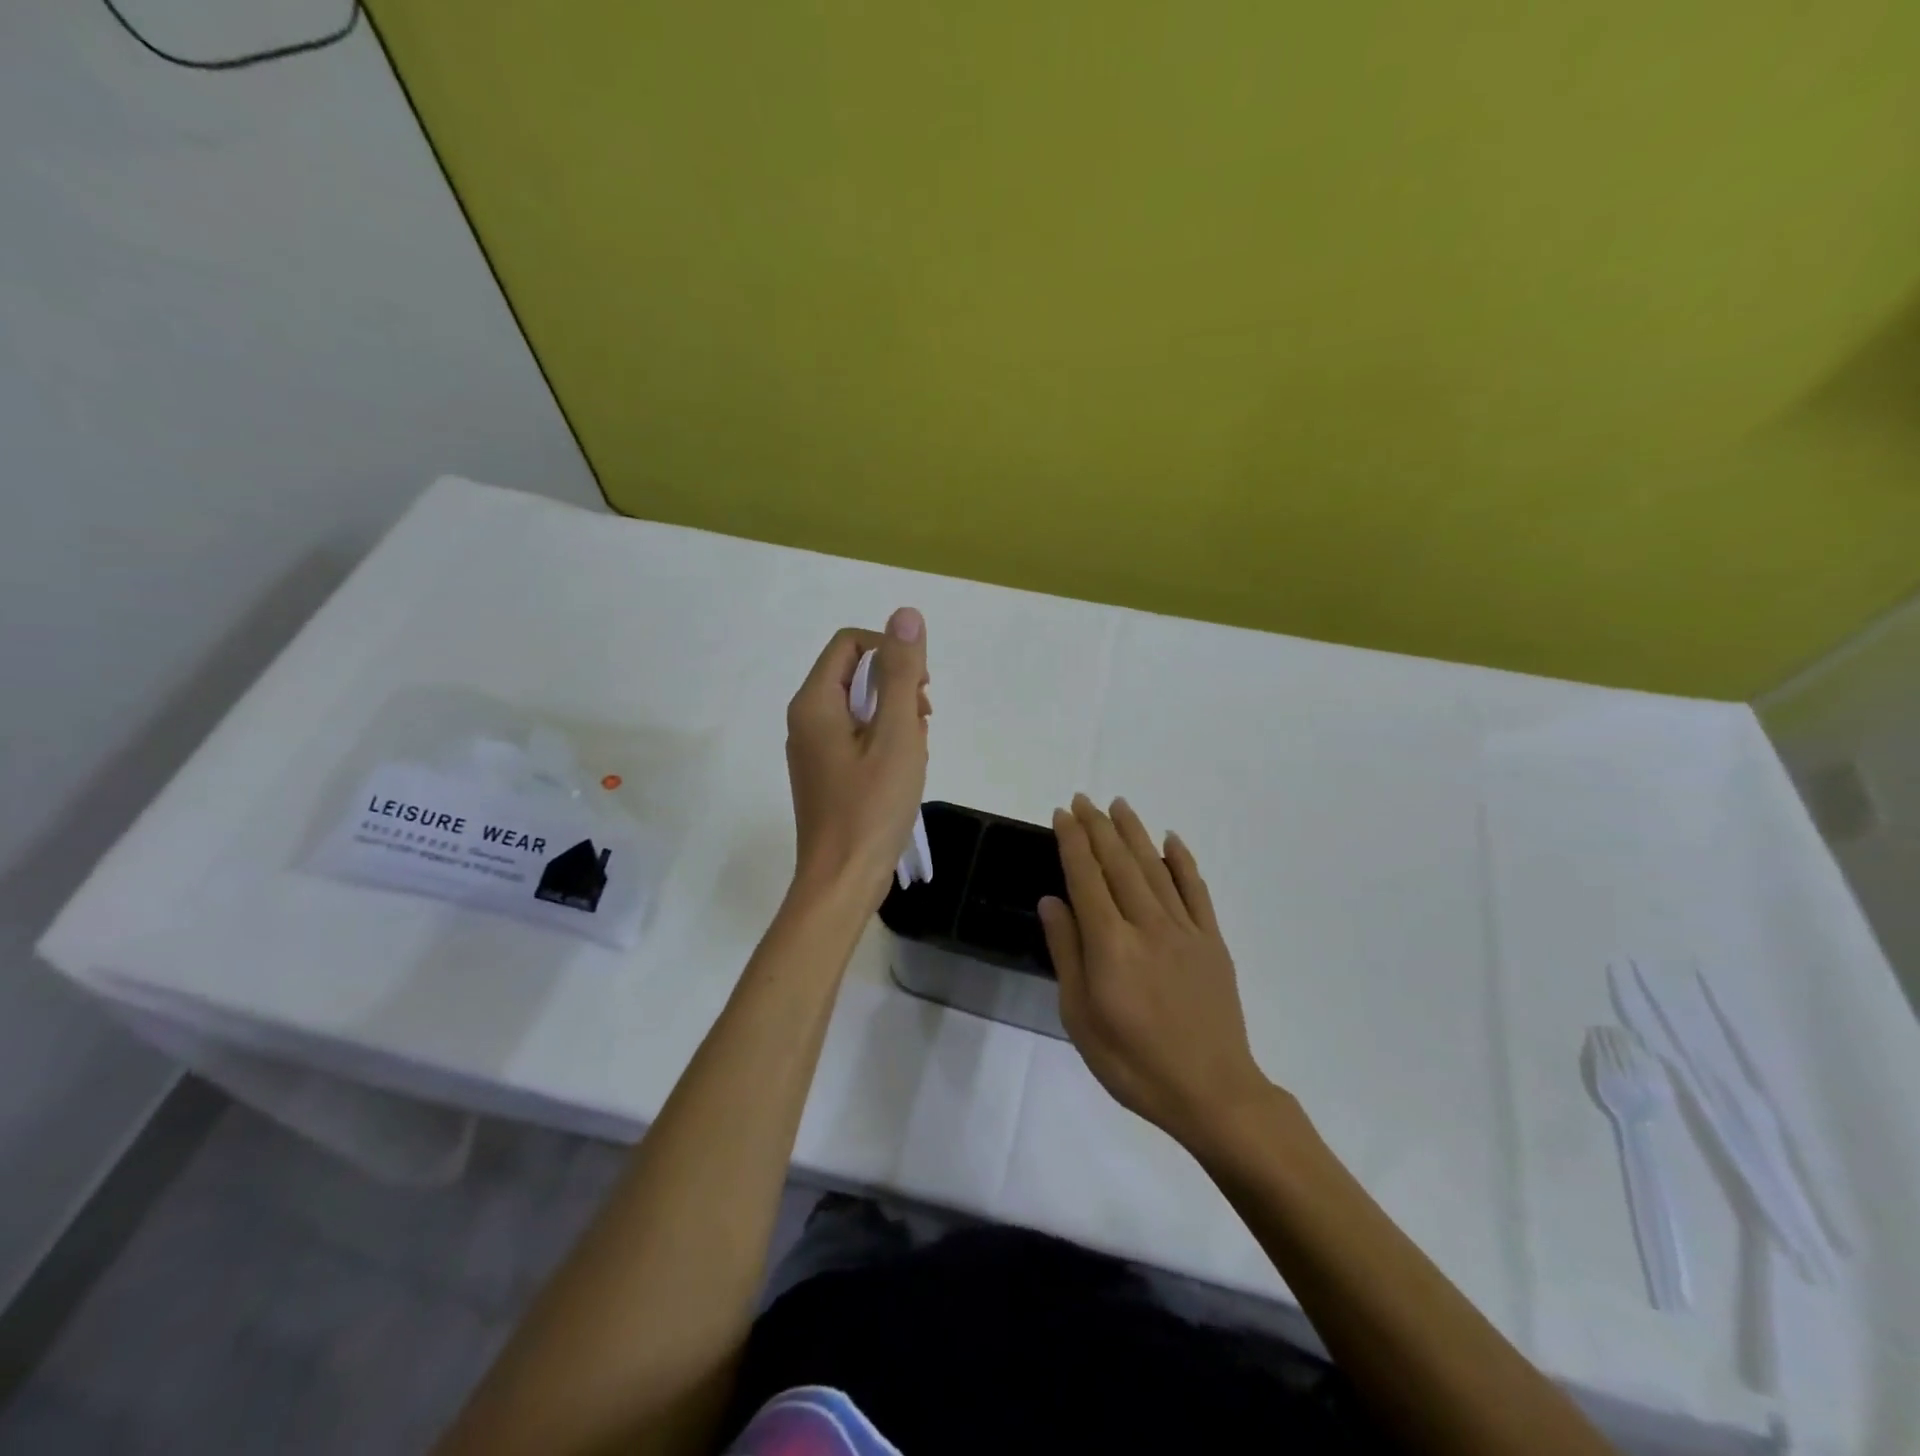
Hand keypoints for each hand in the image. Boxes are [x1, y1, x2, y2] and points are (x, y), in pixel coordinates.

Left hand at [785, 609, 929, 909]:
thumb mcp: (897, 734)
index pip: (850, 644)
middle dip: (896, 688)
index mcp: (814, 703)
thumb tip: (905, 614)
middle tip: (923, 722)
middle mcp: (805, 719)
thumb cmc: (872, 807)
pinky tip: (903, 770)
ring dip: (894, 717)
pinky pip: (856, 737)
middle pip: (854, 674)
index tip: (920, 689)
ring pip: (859, 707)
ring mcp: (812, 749)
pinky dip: (883, 741)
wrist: (842, 880)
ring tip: (916, 751)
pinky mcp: (824, 773)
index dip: (891, 653)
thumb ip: (901, 673)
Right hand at [1040, 795, 1271, 1149]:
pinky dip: (1183, 861)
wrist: (1212, 1093)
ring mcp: (1185, 930)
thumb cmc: (1133, 1063)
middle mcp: (1147, 925)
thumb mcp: (1081, 1019)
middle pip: (1119, 863)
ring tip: (1119, 805)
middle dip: (1098, 827)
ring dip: (1135, 833)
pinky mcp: (1212, 942)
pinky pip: (1196, 891)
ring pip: (1155, 868)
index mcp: (1111, 945)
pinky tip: (1171, 839)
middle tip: (1084, 799)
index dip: (1073, 842)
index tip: (1062, 814)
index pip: (1086, 878)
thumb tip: (1052, 901)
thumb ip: (1067, 954)